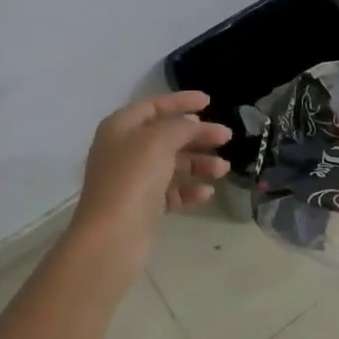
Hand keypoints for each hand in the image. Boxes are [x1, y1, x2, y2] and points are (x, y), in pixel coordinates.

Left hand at [74, 91, 231, 258]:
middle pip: (166, 135)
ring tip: (223, 169)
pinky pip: (170, 192)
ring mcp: (132, 181)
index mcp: (120, 128)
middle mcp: (124, 151)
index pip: (153, 106)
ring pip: (171, 164)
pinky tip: (207, 192)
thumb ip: (180, 126)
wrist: (112, 237)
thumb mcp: (159, 141)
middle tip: (226, 137)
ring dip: (198, 163)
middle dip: (197, 135)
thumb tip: (191, 123)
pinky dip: (188, 189)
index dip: (181, 101)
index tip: (209, 102)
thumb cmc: (133, 178)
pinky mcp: (142, 207)